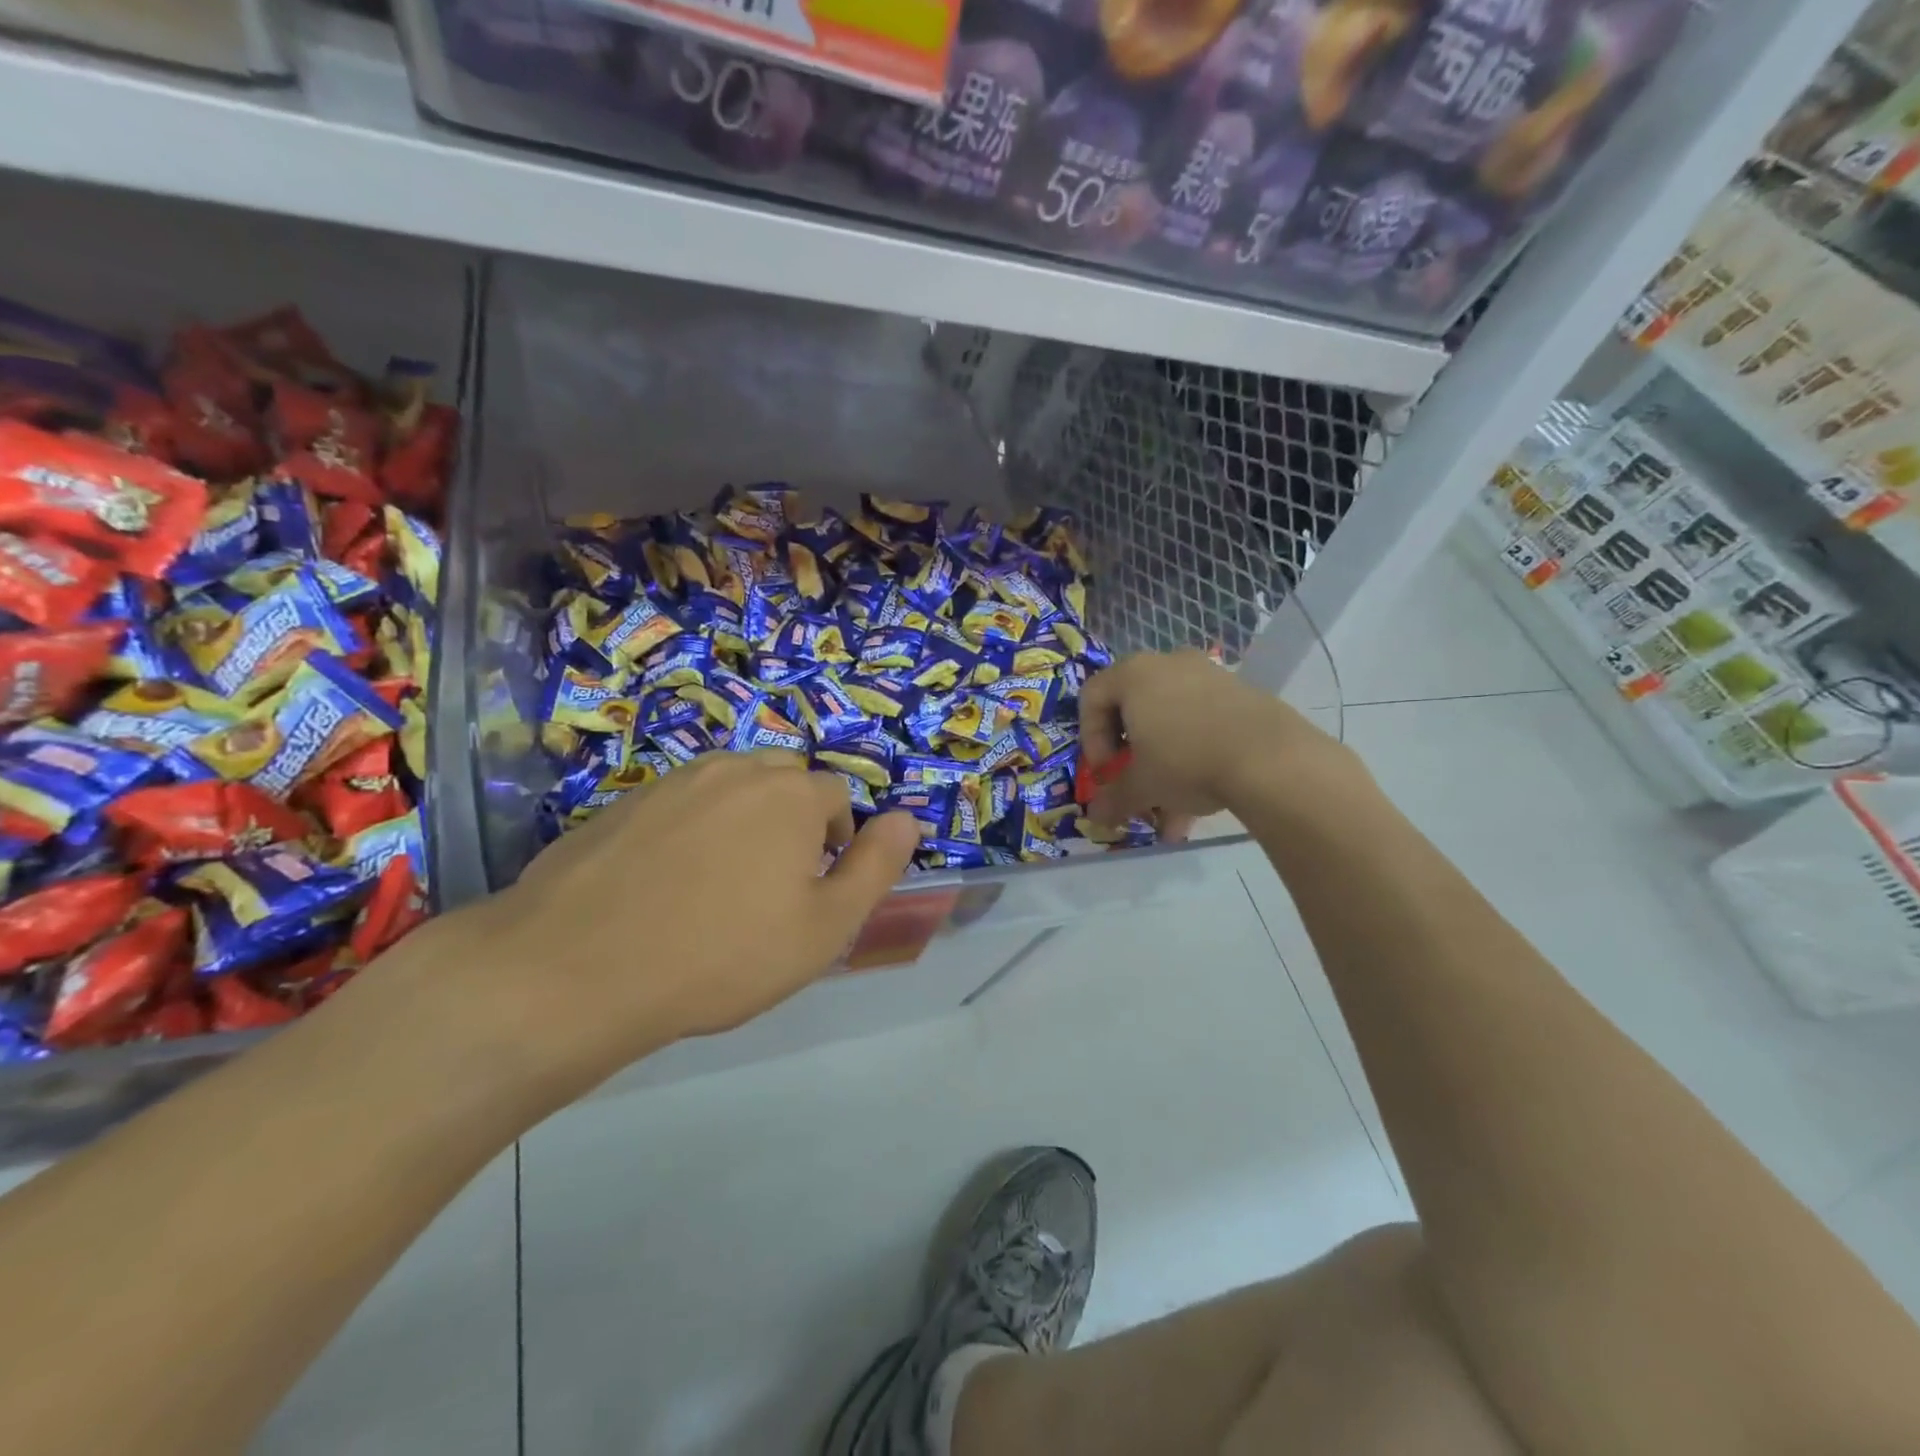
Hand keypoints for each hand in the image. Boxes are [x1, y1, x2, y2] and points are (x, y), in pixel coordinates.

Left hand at [434, 752, 921, 1107]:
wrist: (575, 969)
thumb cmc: (721, 954)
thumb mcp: (824, 927)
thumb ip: (875, 867)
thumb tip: (908, 817)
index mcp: (790, 793)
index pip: (836, 798)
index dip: (835, 843)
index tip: (812, 893)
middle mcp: (735, 770)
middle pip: (784, 780)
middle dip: (792, 819)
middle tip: (771, 886)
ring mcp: (673, 782)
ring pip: (731, 787)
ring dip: (742, 820)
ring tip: (720, 884)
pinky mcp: (624, 803)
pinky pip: (680, 805)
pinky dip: (690, 830)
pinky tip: (666, 884)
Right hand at [1078, 650, 1364, 836]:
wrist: (1269, 758)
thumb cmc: (1185, 761)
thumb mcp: (1141, 786)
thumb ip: (1113, 798)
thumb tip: (1096, 817)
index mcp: (1133, 674)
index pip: (1092, 697)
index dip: (1091, 739)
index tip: (1105, 772)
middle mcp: (1167, 664)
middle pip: (1133, 708)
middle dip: (1131, 754)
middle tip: (1135, 783)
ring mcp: (1208, 675)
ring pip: (1171, 721)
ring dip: (1164, 765)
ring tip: (1172, 813)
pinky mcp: (1240, 692)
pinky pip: (1202, 722)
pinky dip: (1195, 755)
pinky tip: (1202, 801)